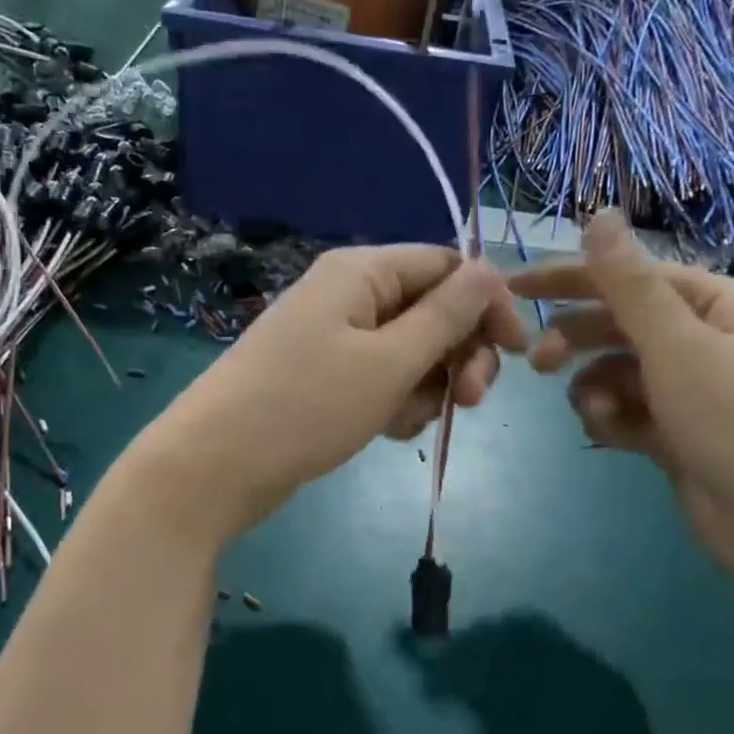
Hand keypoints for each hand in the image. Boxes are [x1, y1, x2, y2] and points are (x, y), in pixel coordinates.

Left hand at [126, 245, 527, 545]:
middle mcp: (348, 296)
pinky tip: (384, 432)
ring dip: (425, 388)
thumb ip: (446, 316)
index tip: (518, 352)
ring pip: (409, 354)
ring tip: (404, 423)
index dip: (488, 305)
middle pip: (431, 312)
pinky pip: (379, 381)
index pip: (447, 266)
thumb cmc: (307, 407)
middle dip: (458, 355)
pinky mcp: (323, 380)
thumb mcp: (389, 362)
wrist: (215, 467)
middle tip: (470, 400)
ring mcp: (332, 340)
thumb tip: (492, 270)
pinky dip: (393, 404)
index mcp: (361, 273)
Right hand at [510, 213, 733, 571]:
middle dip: (577, 341)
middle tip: (537, 362)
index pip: (631, 276)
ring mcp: (690, 392)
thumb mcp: (678, 346)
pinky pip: (627, 412)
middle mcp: (703, 341)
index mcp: (715, 305)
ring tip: (594, 412)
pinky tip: (610, 433)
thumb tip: (600, 214)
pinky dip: (612, 419)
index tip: (514, 288)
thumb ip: (630, 285)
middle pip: (620, 326)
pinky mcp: (676, 435)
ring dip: (595, 387)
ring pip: (617, 373)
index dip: (571, 278)